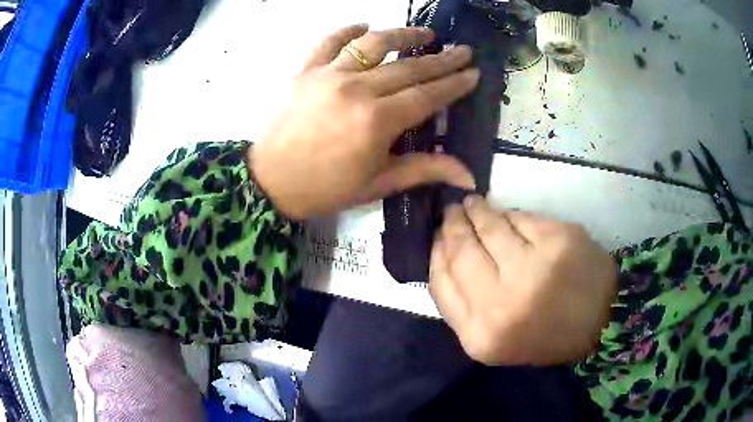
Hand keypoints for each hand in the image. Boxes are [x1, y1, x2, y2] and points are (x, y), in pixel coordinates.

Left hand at [250, 24, 478, 219]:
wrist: (270, 182)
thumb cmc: (325, 189)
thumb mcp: (377, 184)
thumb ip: (424, 170)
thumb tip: (469, 176)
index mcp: (377, 121)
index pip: (427, 95)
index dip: (453, 83)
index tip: (473, 72)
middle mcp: (357, 89)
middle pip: (408, 67)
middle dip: (441, 58)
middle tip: (463, 50)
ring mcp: (329, 75)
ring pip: (373, 44)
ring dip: (402, 34)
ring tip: (425, 34)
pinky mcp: (306, 71)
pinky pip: (329, 42)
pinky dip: (347, 31)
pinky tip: (364, 26)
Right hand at [429, 196, 617, 365]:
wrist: (599, 325)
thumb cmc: (543, 337)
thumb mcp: (493, 340)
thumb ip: (463, 305)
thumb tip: (446, 251)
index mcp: (481, 337)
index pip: (441, 283)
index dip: (436, 253)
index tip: (437, 236)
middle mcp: (503, 304)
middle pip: (462, 252)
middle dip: (452, 226)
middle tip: (452, 212)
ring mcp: (533, 269)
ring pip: (491, 227)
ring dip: (477, 211)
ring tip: (472, 205)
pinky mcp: (559, 241)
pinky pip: (521, 218)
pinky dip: (510, 215)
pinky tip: (505, 215)